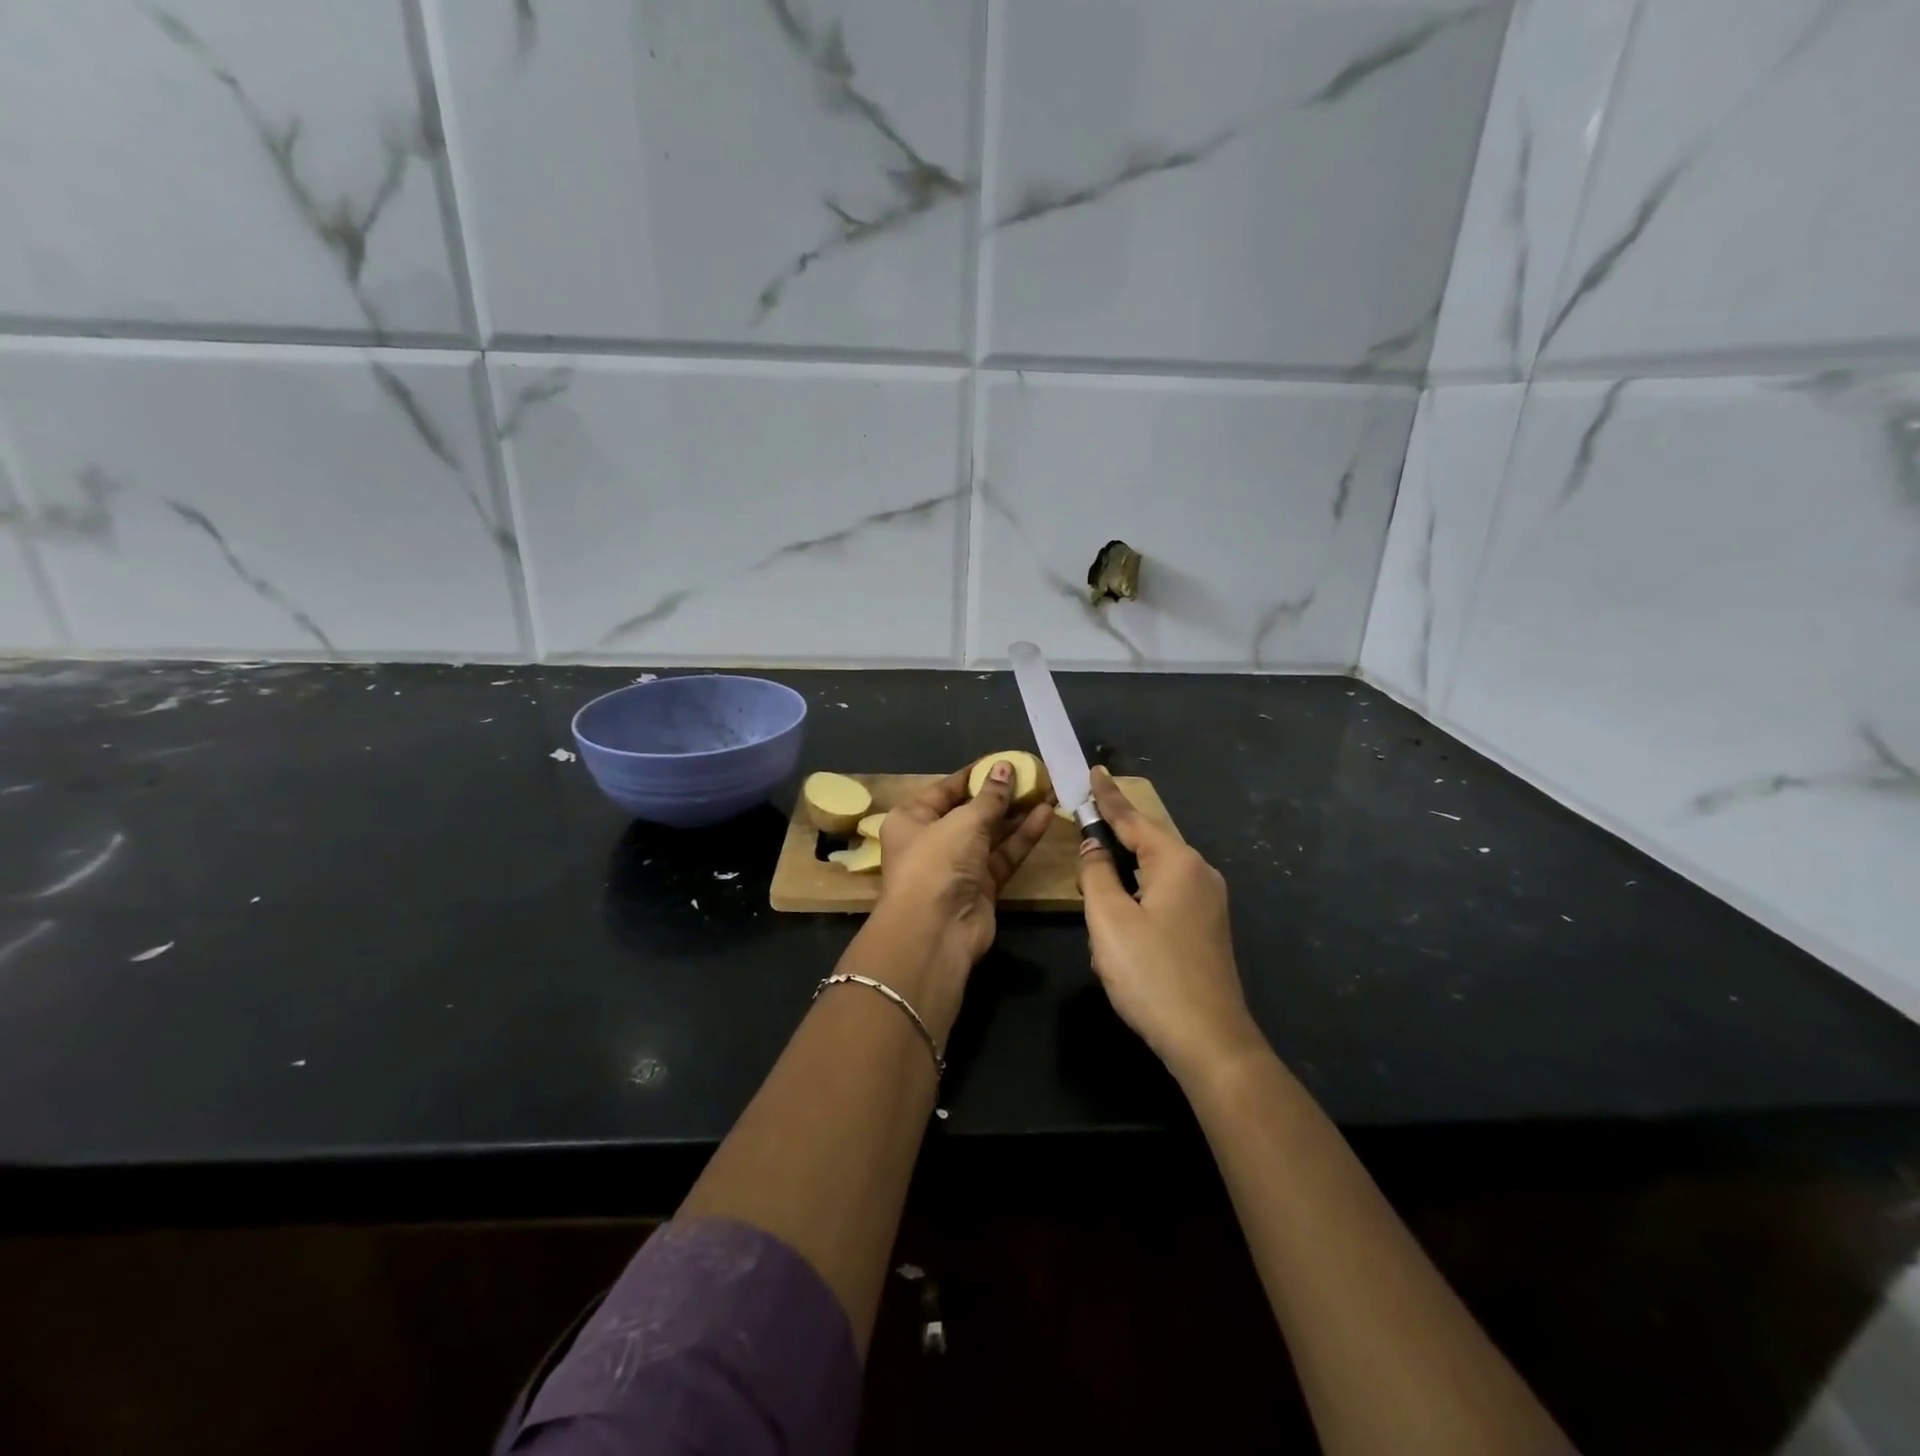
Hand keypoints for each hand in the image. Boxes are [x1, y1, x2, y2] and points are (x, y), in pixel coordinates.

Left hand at [874, 761, 1054, 970]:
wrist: (935, 931)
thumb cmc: (937, 862)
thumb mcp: (963, 821)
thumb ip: (990, 797)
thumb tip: (1005, 767)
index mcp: (912, 819)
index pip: (947, 789)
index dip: (977, 774)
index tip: (1005, 760)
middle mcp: (933, 840)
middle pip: (972, 811)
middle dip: (1003, 794)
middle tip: (1035, 775)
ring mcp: (958, 865)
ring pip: (992, 833)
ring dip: (1018, 813)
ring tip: (1048, 790)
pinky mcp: (982, 886)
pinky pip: (1004, 855)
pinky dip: (1022, 837)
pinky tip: (1046, 815)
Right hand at [1076, 767, 1264, 1084]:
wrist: (1209, 1041)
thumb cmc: (1152, 974)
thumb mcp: (1109, 919)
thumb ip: (1095, 873)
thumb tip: (1093, 846)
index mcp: (1177, 862)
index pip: (1133, 819)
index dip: (1108, 796)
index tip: (1094, 770)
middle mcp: (1199, 874)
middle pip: (1147, 844)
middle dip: (1113, 840)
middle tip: (1083, 832)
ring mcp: (1209, 903)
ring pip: (1154, 874)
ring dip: (1122, 878)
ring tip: (1095, 890)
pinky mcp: (1207, 929)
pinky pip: (1165, 897)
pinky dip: (1138, 899)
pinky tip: (1121, 923)